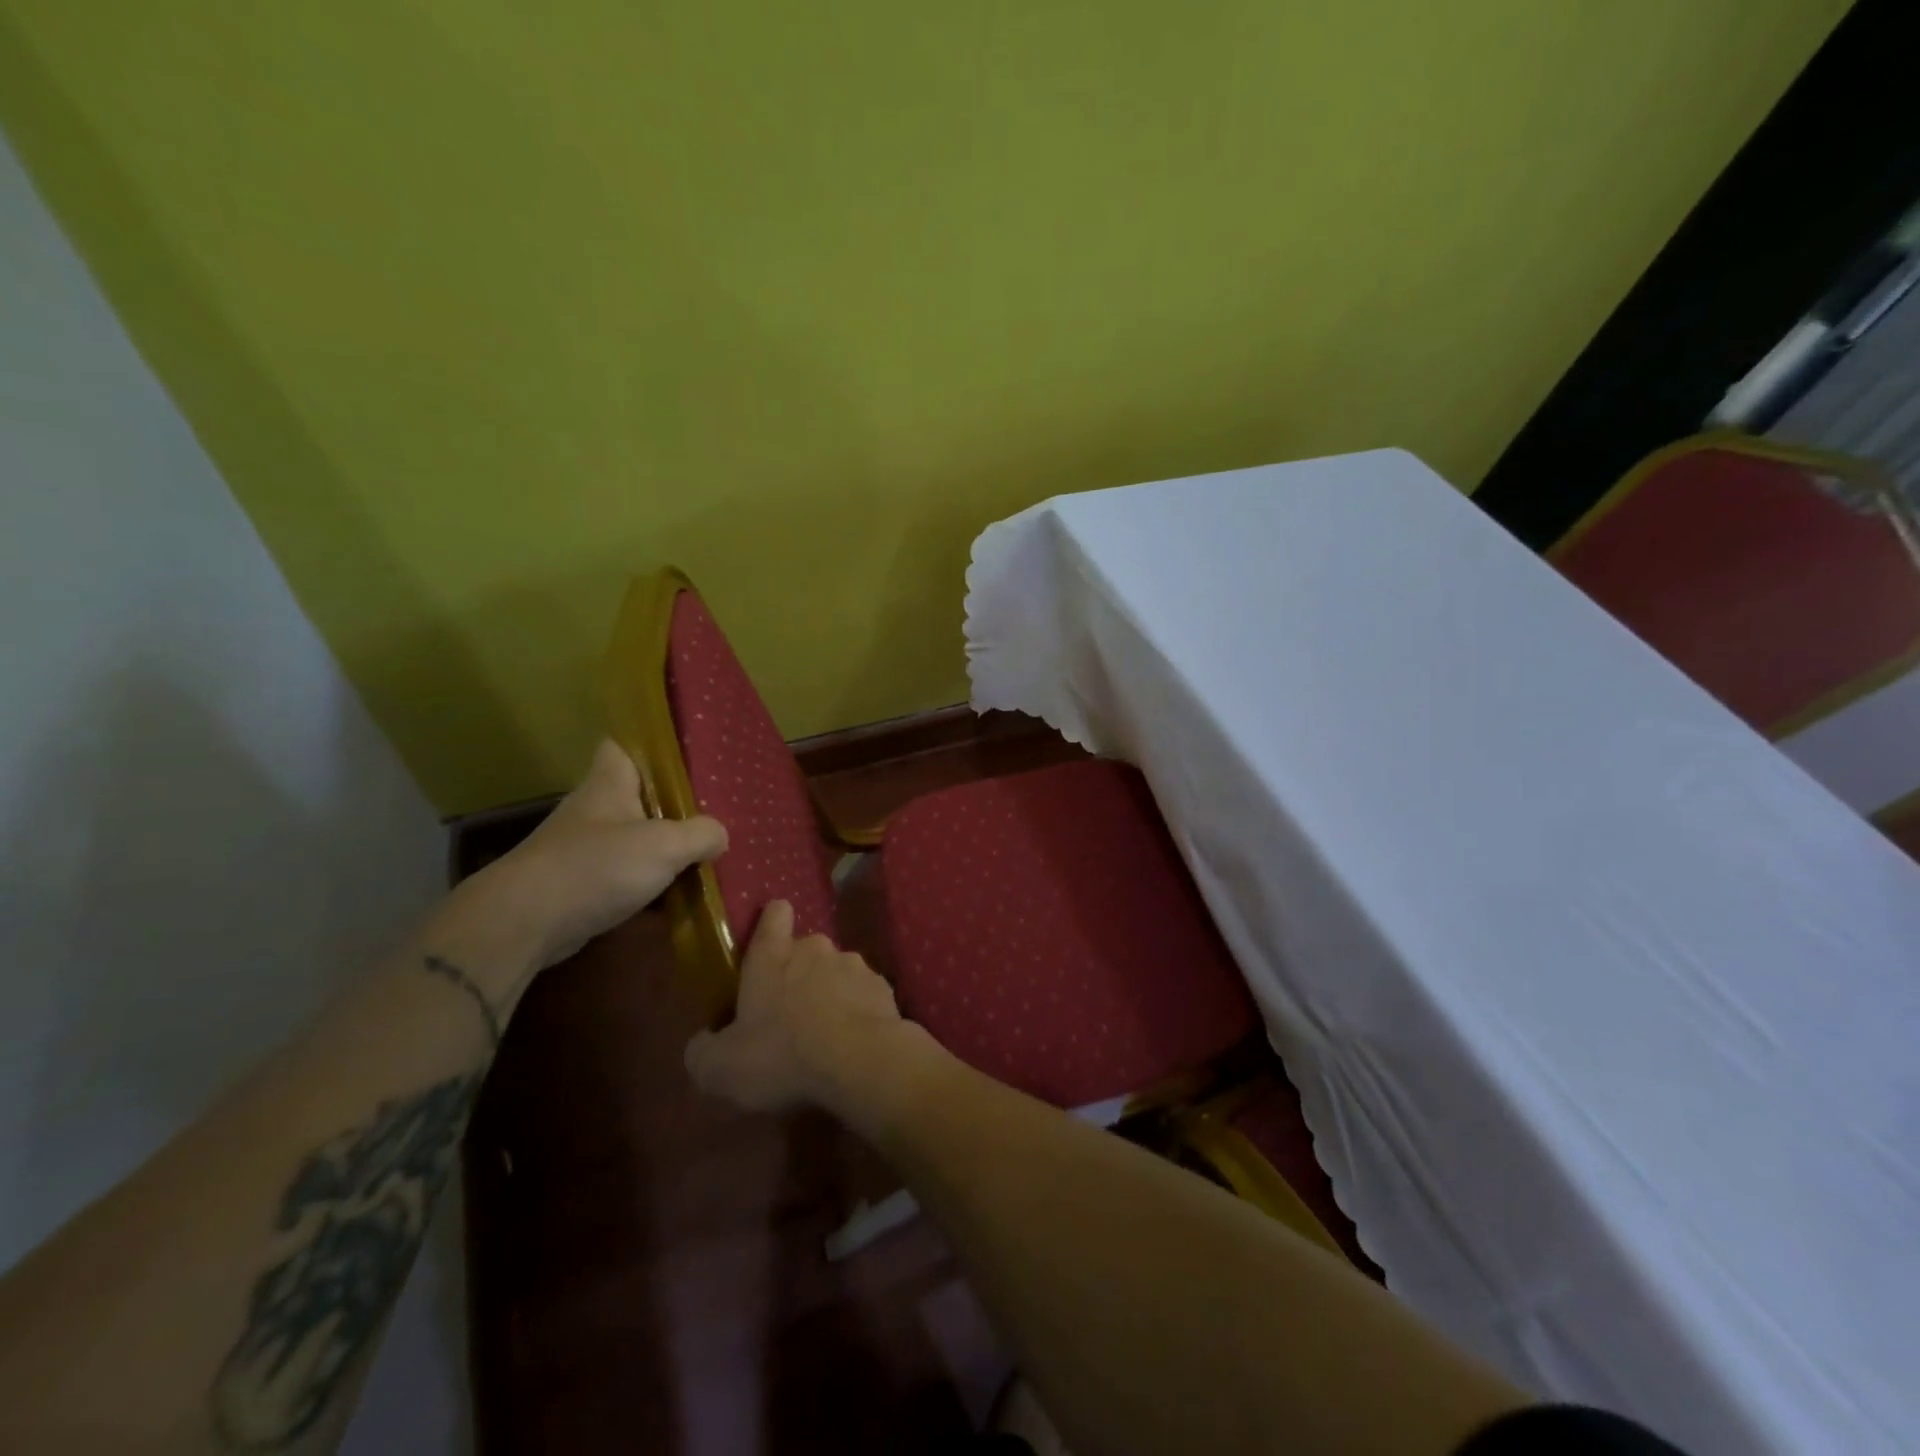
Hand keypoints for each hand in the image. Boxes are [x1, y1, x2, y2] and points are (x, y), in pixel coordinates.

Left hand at [449, 739, 727, 977]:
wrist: (524, 923)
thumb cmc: (596, 867)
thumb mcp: (665, 845)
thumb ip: (701, 834)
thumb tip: (720, 836)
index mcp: (609, 783)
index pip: (622, 746)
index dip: (649, 746)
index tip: (682, 756)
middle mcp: (592, 810)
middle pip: (635, 795)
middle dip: (669, 803)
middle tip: (710, 810)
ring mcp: (580, 849)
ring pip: (630, 837)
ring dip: (659, 846)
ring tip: (702, 852)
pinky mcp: (577, 885)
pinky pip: (621, 874)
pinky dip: (645, 882)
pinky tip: (675, 893)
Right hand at [684, 900, 916, 1117]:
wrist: (860, 1062)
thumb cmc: (782, 1055)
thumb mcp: (720, 1068)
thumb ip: (703, 1050)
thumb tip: (705, 1040)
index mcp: (772, 956)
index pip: (774, 914)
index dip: (771, 922)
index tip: (769, 941)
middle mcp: (815, 949)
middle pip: (805, 950)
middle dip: (798, 975)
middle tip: (789, 1016)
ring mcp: (855, 965)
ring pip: (837, 973)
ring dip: (830, 995)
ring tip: (824, 1037)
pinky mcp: (884, 988)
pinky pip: (864, 996)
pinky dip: (858, 1013)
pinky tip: (852, 1045)